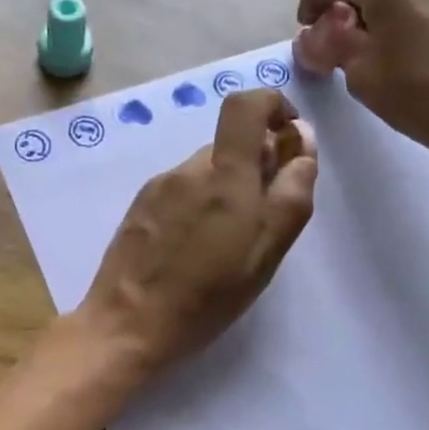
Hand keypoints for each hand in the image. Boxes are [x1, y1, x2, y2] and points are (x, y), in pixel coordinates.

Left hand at [74, 89, 316, 374]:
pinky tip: (192, 249)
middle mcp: (188, 170)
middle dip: (254, 169)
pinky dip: (197, 206)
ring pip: (205, 172)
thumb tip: (301, 142)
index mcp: (224, 176)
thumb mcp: (264, 254)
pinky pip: (180, 191)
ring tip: (223, 245)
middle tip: (259, 222)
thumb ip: (290, 195)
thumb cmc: (206, 298)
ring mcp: (158, 187)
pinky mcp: (139, 207)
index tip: (287, 140)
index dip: (272, 106)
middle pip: (229, 146)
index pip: (245, 104)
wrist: (127, 325)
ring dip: (225, 192)